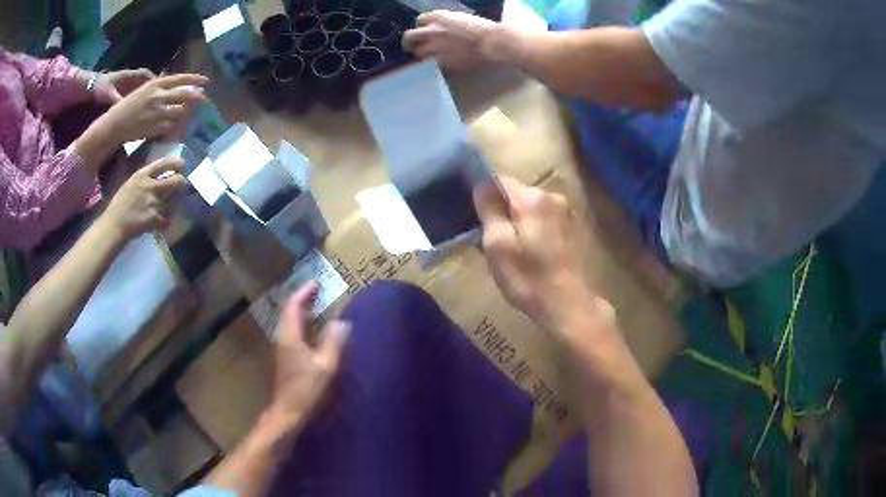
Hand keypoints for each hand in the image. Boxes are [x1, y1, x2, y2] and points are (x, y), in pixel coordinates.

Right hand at [95, 73, 208, 143]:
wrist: (115, 125)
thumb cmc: (127, 106)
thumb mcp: (143, 90)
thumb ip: (158, 87)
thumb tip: (173, 85)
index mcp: (156, 84)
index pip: (180, 79)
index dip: (194, 79)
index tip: (205, 81)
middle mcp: (158, 96)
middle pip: (184, 95)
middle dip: (196, 97)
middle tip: (204, 99)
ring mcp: (157, 113)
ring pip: (180, 112)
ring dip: (186, 113)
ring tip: (189, 114)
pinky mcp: (155, 128)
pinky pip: (172, 127)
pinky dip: (177, 127)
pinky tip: (179, 127)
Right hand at [100, 157, 186, 238]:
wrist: (114, 225)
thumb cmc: (119, 204)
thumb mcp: (131, 182)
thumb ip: (145, 178)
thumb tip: (159, 174)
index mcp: (142, 175)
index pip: (165, 163)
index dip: (177, 163)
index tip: (182, 165)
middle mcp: (150, 186)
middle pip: (177, 180)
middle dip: (182, 182)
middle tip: (181, 184)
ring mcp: (153, 203)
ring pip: (175, 200)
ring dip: (176, 201)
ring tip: (173, 203)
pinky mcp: (154, 219)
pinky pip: (168, 218)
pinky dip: (167, 221)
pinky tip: (163, 221)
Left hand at [264, 281, 349, 439]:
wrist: (288, 412)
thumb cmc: (306, 389)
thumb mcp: (325, 366)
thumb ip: (334, 342)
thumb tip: (342, 321)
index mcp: (290, 337)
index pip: (293, 306)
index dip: (303, 292)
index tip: (315, 283)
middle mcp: (283, 339)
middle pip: (288, 312)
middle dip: (302, 299)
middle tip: (317, 291)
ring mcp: (282, 349)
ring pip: (289, 322)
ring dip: (301, 311)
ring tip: (317, 306)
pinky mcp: (286, 359)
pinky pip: (292, 332)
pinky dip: (301, 323)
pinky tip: (313, 330)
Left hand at [403, 10, 503, 69]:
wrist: (493, 43)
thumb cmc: (484, 29)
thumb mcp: (461, 18)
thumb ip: (447, 22)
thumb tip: (441, 27)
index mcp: (439, 17)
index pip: (420, 20)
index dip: (422, 26)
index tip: (425, 31)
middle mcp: (432, 31)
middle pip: (409, 37)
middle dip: (409, 42)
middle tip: (412, 46)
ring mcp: (435, 47)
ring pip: (417, 53)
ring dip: (421, 54)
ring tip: (427, 56)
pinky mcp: (442, 62)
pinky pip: (432, 63)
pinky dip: (434, 63)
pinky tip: (441, 62)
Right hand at [474, 177, 597, 331]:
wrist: (568, 305)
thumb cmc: (528, 277)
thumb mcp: (497, 246)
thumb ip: (489, 210)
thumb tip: (481, 185)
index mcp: (532, 198)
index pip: (498, 180)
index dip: (483, 195)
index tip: (474, 216)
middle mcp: (552, 196)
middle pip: (515, 194)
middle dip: (500, 210)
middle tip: (488, 238)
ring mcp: (566, 212)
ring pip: (530, 208)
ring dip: (517, 221)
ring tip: (509, 248)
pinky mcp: (573, 228)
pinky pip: (543, 219)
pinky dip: (532, 229)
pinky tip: (529, 252)